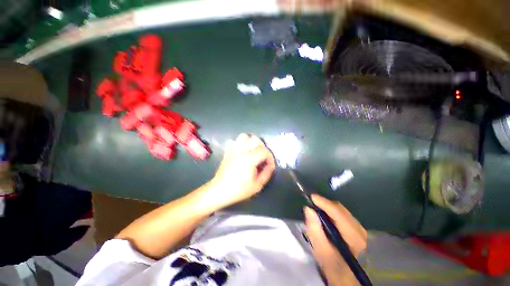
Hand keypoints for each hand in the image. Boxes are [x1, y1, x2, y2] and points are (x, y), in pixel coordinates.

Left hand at [210, 133, 274, 206]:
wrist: (220, 190)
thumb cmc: (239, 190)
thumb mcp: (257, 185)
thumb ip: (266, 173)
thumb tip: (270, 166)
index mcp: (249, 159)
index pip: (264, 151)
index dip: (270, 158)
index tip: (270, 165)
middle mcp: (241, 151)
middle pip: (255, 139)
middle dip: (262, 147)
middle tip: (263, 157)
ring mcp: (232, 150)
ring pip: (244, 136)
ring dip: (251, 142)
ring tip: (253, 152)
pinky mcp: (227, 152)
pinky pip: (233, 141)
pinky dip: (239, 144)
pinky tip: (242, 152)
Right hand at [304, 194, 366, 285]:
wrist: (349, 278)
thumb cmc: (335, 269)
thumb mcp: (323, 253)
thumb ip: (315, 232)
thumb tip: (309, 211)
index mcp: (353, 236)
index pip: (338, 213)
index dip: (325, 203)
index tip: (311, 197)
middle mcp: (361, 230)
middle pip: (343, 211)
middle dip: (327, 205)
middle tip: (312, 204)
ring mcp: (362, 231)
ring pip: (346, 214)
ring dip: (331, 210)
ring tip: (318, 210)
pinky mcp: (361, 233)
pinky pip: (347, 219)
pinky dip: (336, 217)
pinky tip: (329, 220)